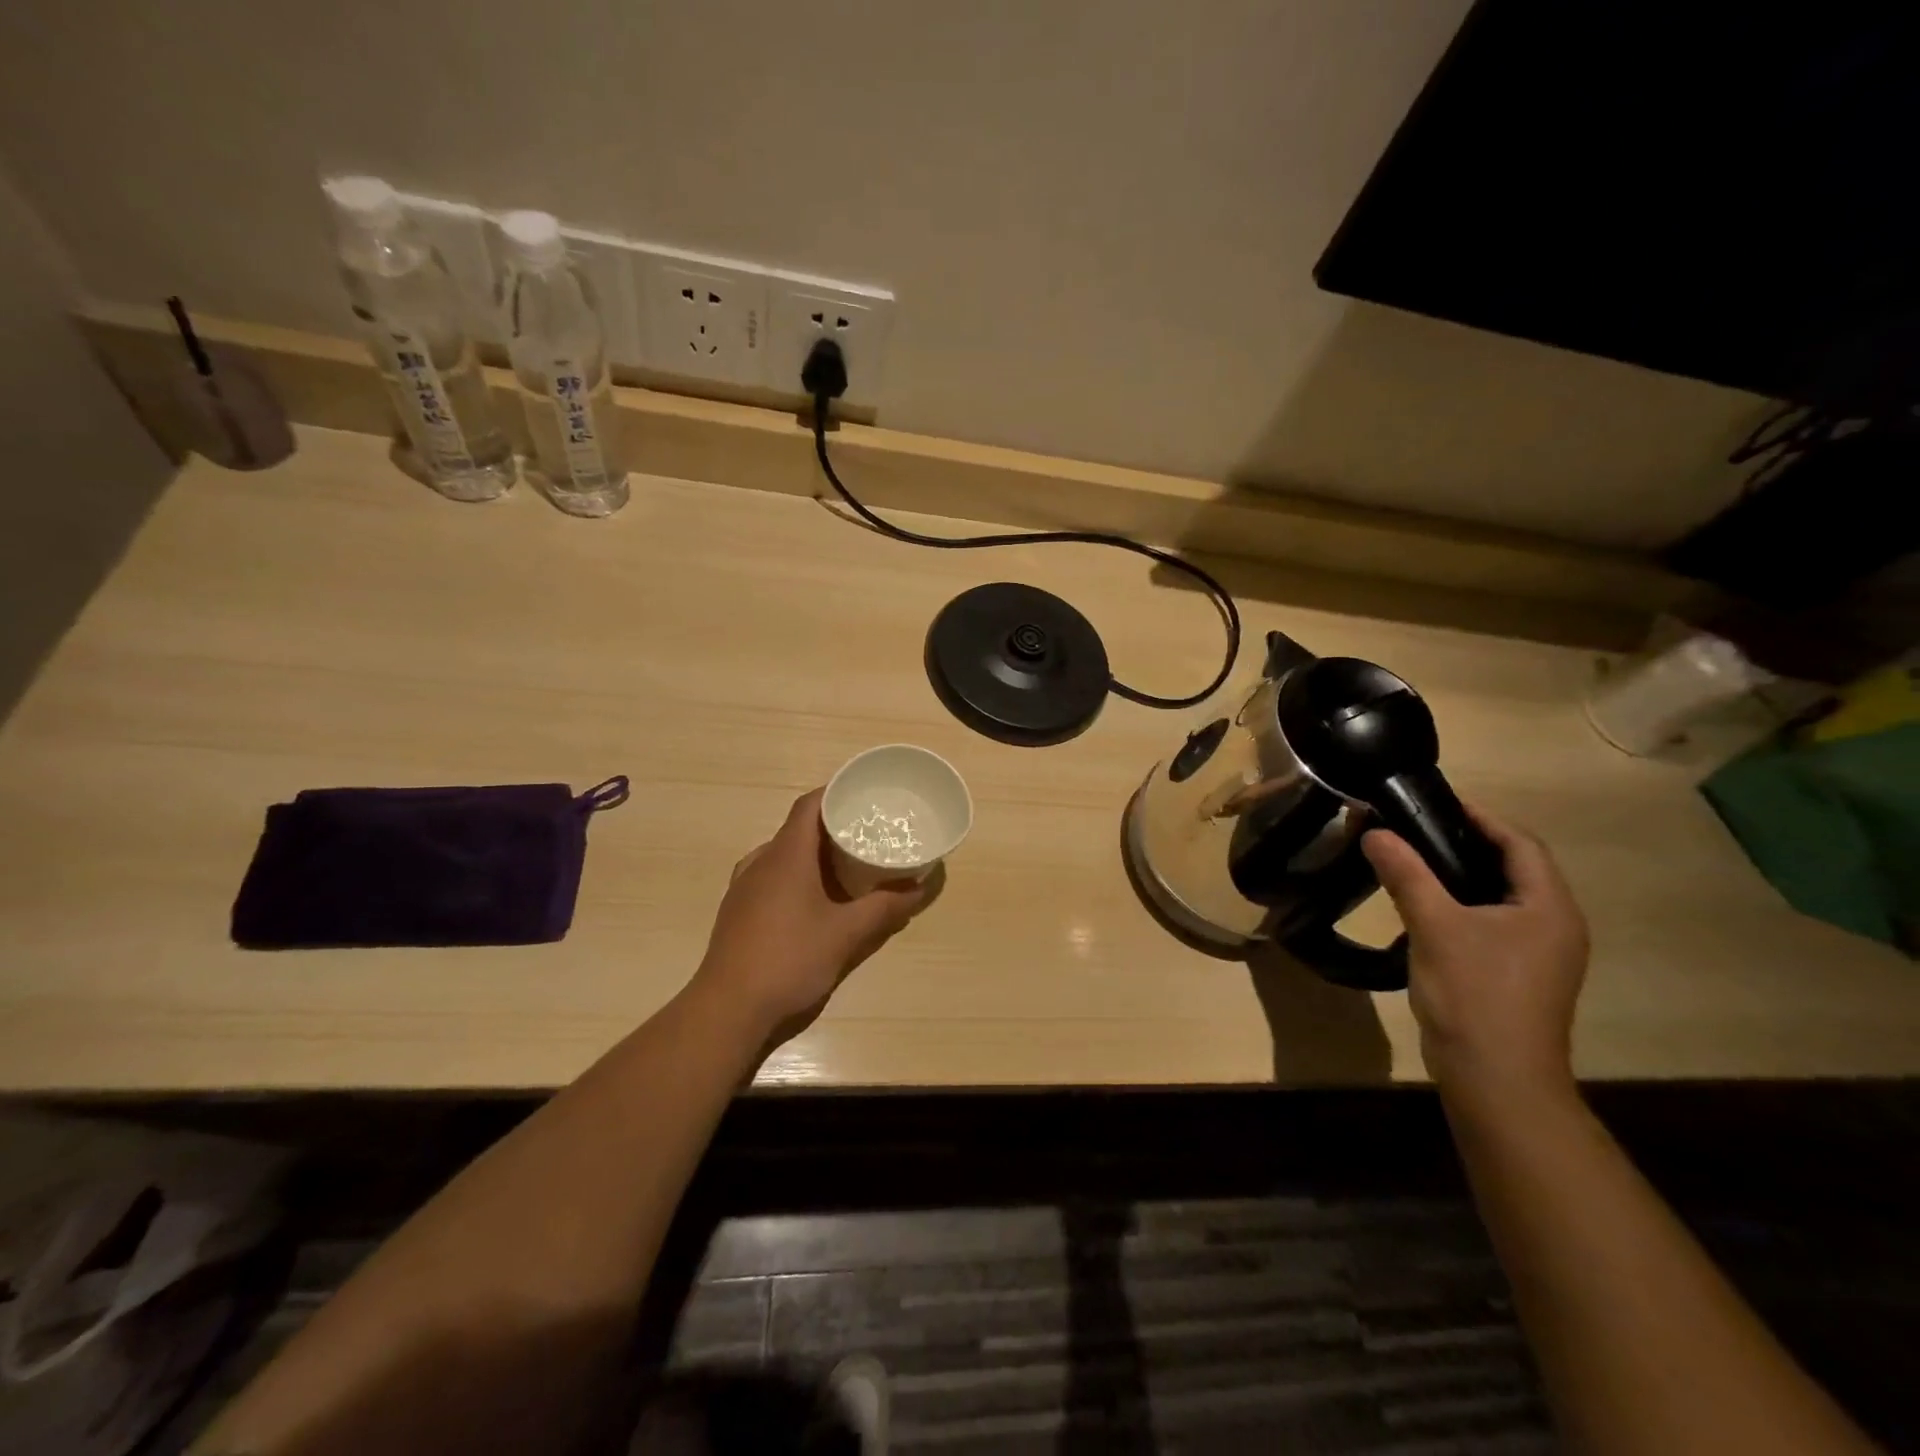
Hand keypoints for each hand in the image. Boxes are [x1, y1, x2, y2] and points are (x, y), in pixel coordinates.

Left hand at [693, 788, 930, 1044]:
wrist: (727, 1010)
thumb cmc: (789, 959)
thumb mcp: (846, 934)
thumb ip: (885, 908)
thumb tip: (920, 888)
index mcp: (785, 855)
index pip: (809, 805)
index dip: (835, 794)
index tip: (865, 796)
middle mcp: (761, 862)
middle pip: (798, 830)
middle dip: (832, 828)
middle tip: (867, 834)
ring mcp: (745, 888)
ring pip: (783, 856)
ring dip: (814, 856)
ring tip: (847, 867)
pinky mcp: (738, 913)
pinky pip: (772, 879)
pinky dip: (797, 878)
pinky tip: (816, 903)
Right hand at [1362, 807, 1588, 1107]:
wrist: (1496, 1078)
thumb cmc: (1475, 994)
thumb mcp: (1434, 926)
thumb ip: (1406, 874)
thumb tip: (1375, 832)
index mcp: (1548, 907)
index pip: (1520, 843)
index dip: (1480, 817)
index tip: (1433, 802)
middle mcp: (1554, 925)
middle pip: (1514, 867)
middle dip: (1467, 842)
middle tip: (1415, 828)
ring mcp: (1539, 954)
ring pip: (1501, 897)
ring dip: (1462, 874)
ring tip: (1413, 860)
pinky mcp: (1518, 974)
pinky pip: (1492, 922)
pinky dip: (1462, 904)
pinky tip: (1425, 907)